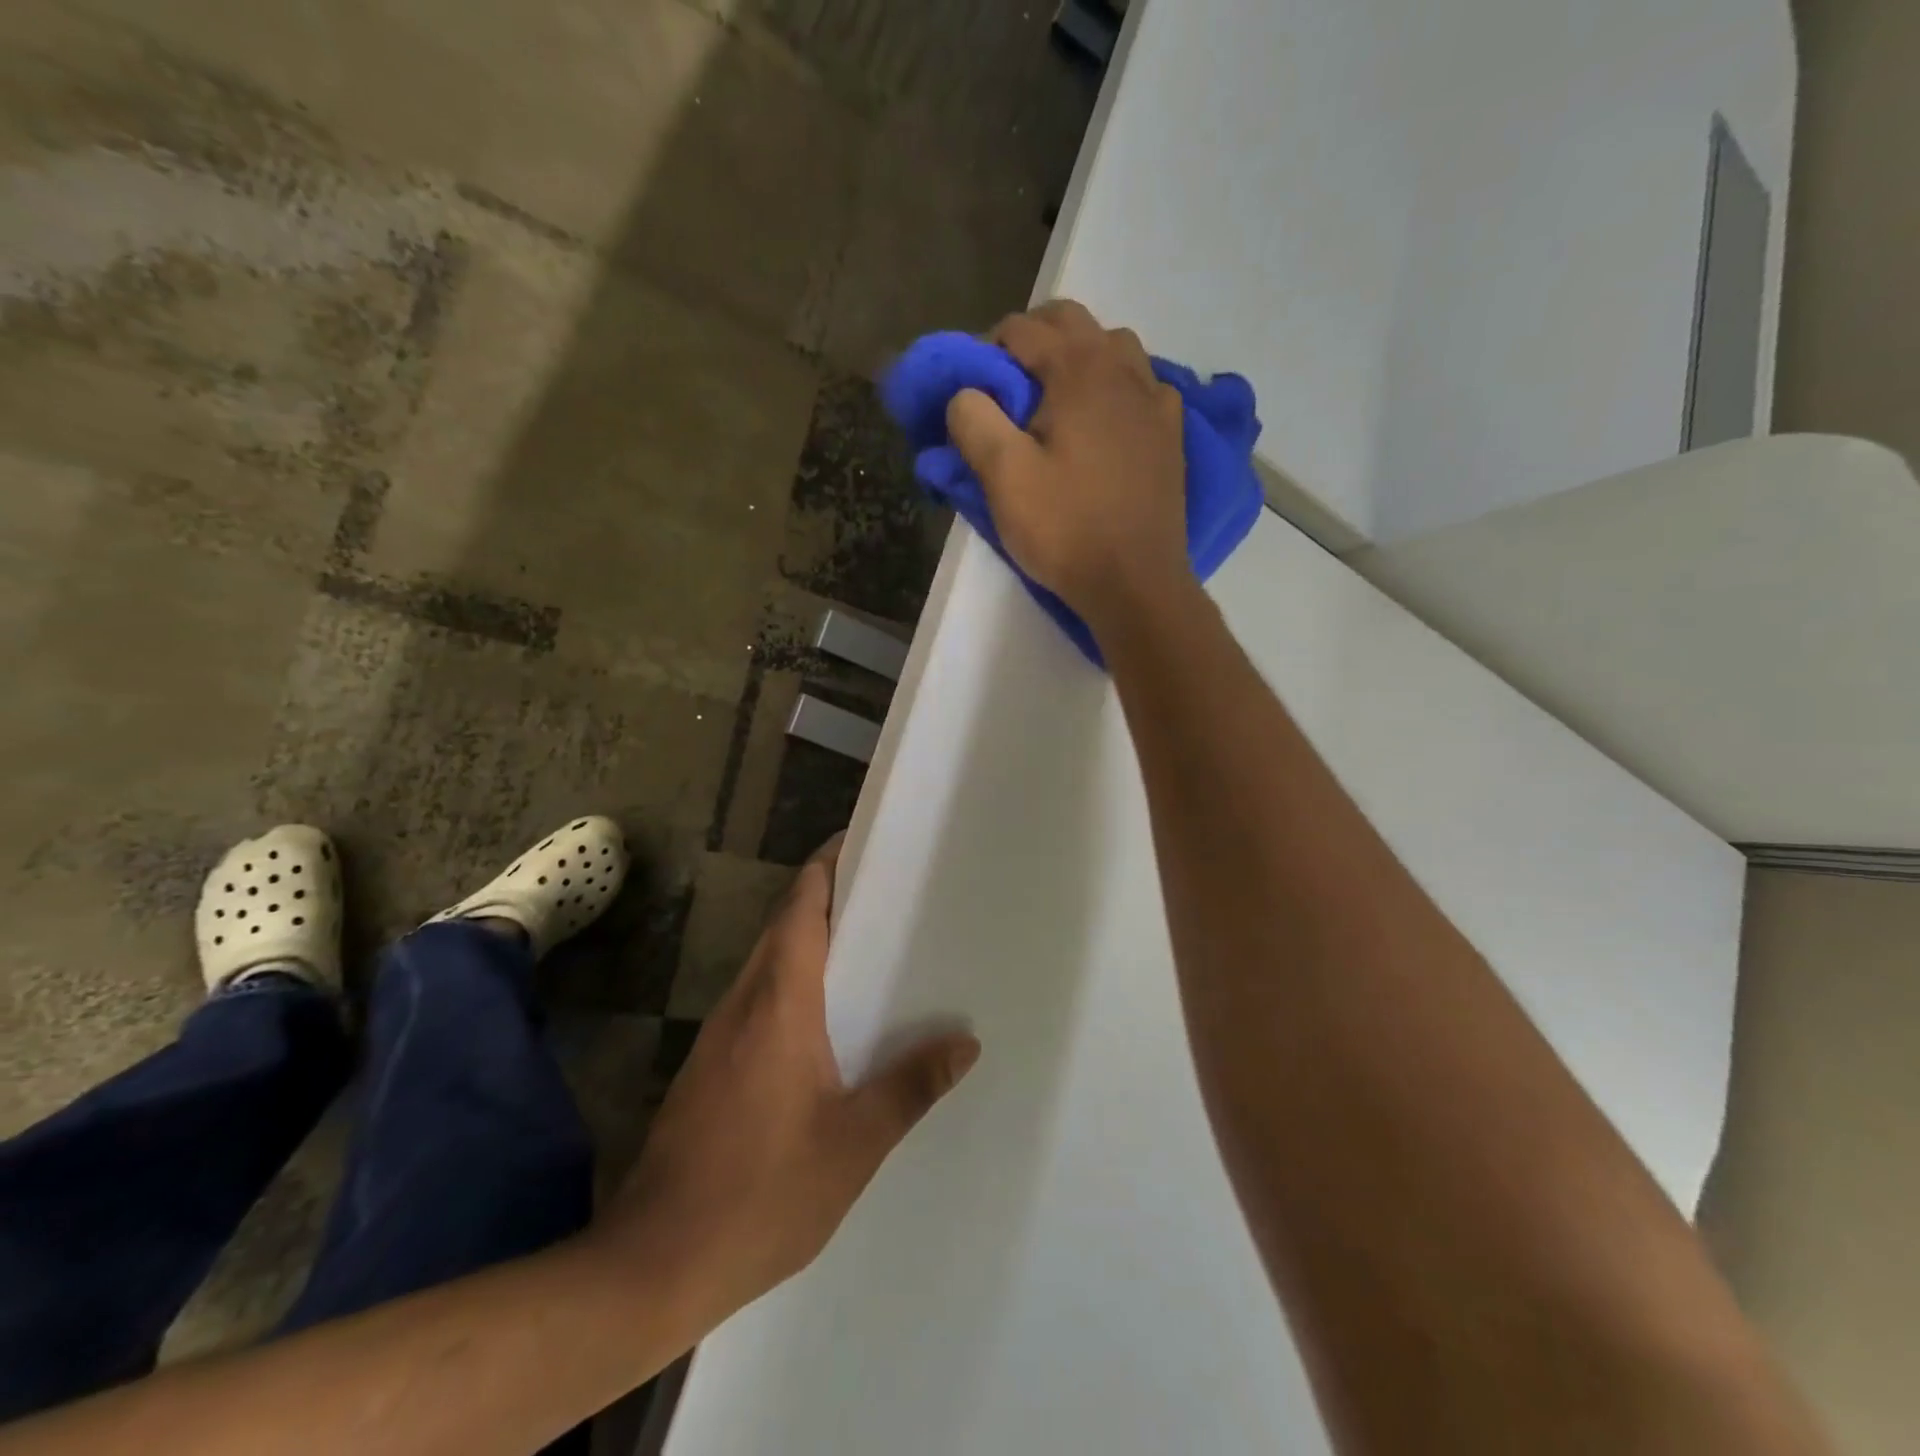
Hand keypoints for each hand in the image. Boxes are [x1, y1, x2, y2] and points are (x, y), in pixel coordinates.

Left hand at [596, 836, 979, 1321]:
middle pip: (785, 924)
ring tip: (872, 945)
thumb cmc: (761, 1194)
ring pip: (771, 960)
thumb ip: (910, 1086)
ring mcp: (722, 1033)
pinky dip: (797, 981)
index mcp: (779, 1002)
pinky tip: (831, 1017)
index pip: (800, 907)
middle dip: (829, 896)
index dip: (827, 866)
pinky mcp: (712, 1064)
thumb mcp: (853, 1144)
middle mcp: (746, 1002)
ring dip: (813, 939)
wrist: (654, 1263)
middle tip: (889, 891)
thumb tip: (965, 1042)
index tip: (864, 844)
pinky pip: (761, 998)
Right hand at [947, 299, 1190, 632]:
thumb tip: (965, 392)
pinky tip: (1104, 421)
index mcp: (1079, 370)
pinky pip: (1142, 385)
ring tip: (1055, 401)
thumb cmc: (1066, 530)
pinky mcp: (1170, 434)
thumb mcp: (1003, 477)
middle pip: (1072, 322)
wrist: (1136, 583)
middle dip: (1032, 340)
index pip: (1021, 329)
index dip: (986, 351)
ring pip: (1113, 347)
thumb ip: (974, 420)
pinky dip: (1116, 387)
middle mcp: (1123, 369)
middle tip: (1007, 387)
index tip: (971, 392)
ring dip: (1078, 357)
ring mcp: (1155, 400)